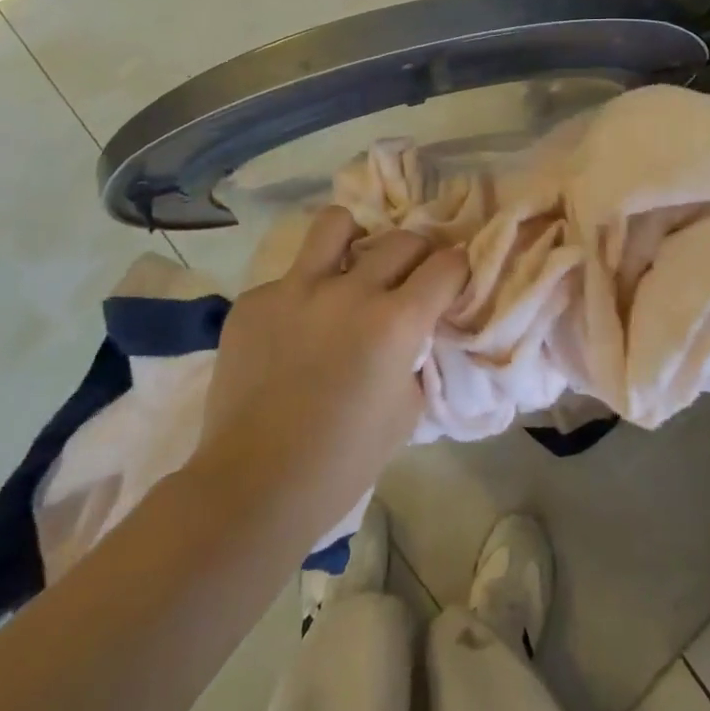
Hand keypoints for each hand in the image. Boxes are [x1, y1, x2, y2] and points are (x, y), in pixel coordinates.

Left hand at [188, 207, 467, 538]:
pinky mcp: (255, 300)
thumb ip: (416, 355)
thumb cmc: (343, 460)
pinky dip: (301, 296)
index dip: (456, 271)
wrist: (253, 487)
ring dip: (354, 240)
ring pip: (336, 223)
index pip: (446, 265)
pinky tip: (291, 332)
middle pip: (402, 239)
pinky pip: (289, 278)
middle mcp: (350, 290)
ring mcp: (297, 289)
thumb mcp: (406, 409)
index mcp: (396, 321)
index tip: (451, 281)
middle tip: (407, 281)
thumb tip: (414, 329)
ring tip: (349, 266)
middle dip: (416, 256)